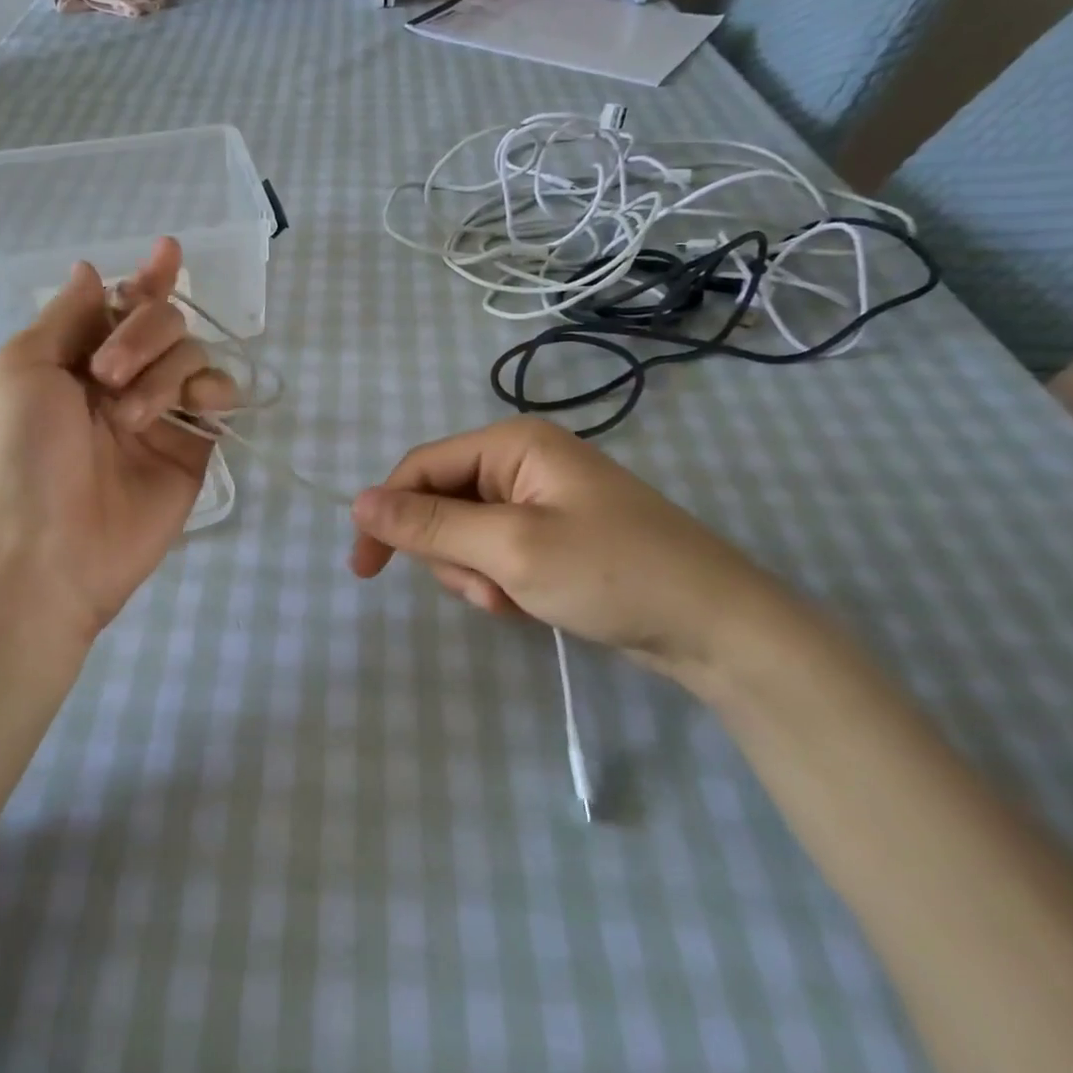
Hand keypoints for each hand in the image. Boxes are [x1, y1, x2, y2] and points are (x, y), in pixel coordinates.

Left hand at [0, 237, 234, 645]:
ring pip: (193, 356)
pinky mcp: (193, 449)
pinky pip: (219, 401)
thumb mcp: (25, 367)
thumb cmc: (21, 453)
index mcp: (76, 358)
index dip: (147, 278)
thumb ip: (68, 315)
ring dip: (167, 371)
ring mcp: (161, 415)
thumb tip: (91, 269)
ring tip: (132, 417)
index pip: (122, 305)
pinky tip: (203, 405)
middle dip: (142, 334)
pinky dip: (218, 391)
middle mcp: (123, 379)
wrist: (44, 550)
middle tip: (108, 377)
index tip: (169, 250)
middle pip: (164, 322)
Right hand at [348, 417, 812, 685]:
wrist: (716, 628)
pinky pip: (498, 556)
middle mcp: (523, 463)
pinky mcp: (554, 538)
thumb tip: (357, 501)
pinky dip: (503, 586)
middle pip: (443, 506)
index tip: (363, 570)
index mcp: (513, 444)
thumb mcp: (509, 549)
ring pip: (466, 538)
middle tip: (489, 590)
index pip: (421, 468)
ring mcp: (541, 502)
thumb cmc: (612, 573)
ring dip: (478, 577)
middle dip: (452, 557)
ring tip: (518, 601)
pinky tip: (535, 605)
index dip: (386, 514)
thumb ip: (429, 524)